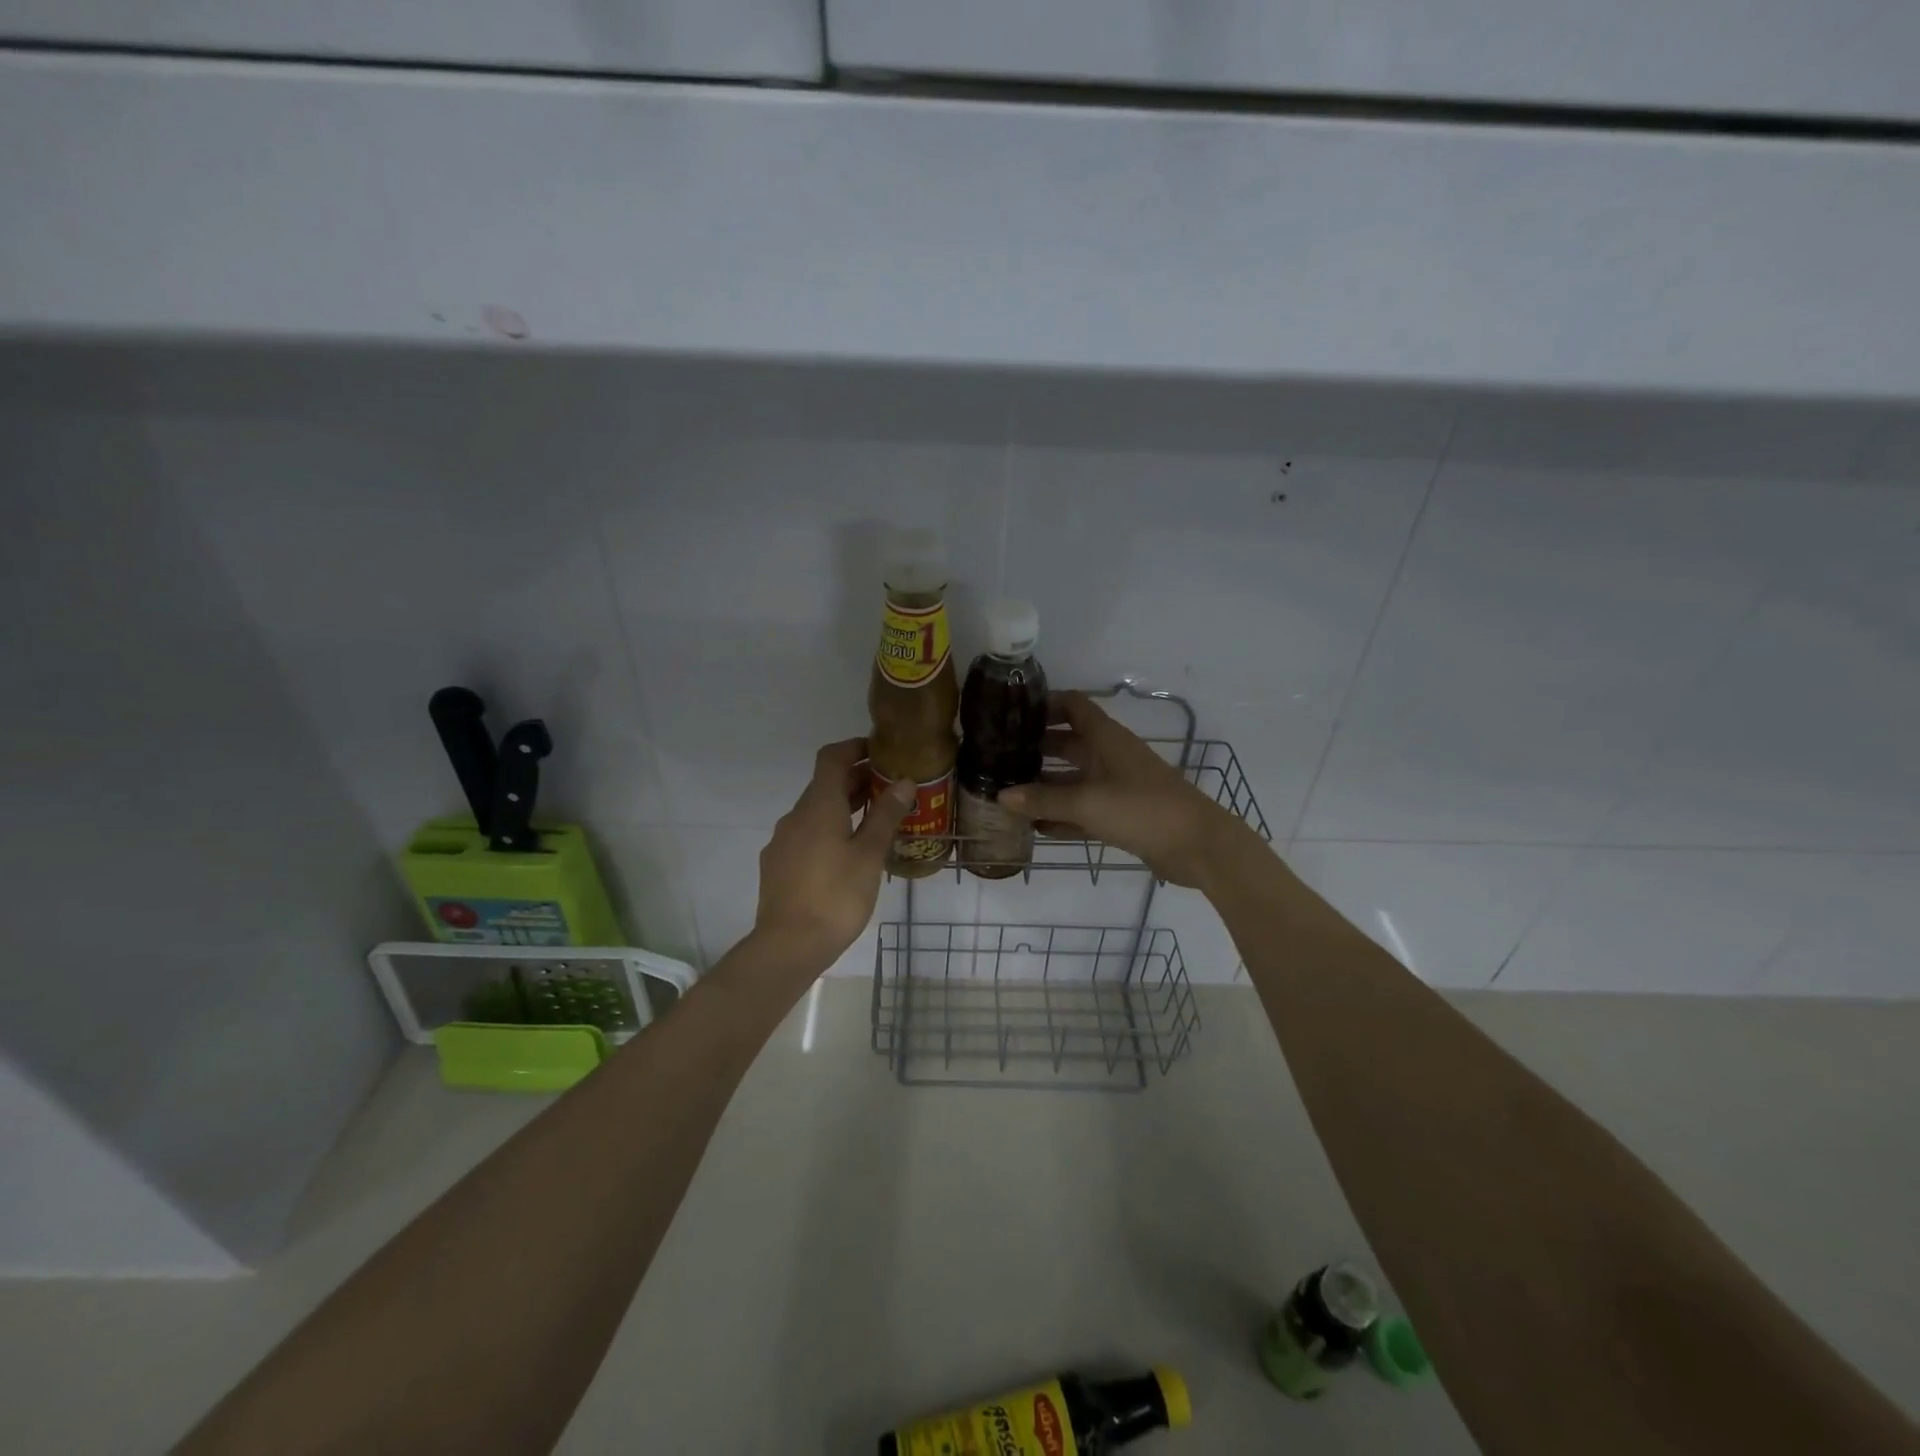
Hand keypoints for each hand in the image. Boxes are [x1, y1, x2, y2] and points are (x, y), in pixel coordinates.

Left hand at [752, 738, 914, 976]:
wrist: (788, 945)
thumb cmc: (836, 895)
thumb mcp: (869, 854)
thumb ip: (885, 815)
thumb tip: (903, 782)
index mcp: (818, 805)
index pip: (832, 758)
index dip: (855, 747)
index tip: (880, 751)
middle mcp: (796, 815)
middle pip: (825, 784)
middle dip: (857, 780)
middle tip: (891, 789)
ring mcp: (783, 841)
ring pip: (816, 811)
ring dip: (844, 807)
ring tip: (876, 821)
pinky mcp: (778, 864)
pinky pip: (807, 834)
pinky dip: (830, 830)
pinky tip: (849, 854)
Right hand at [999, 692, 1248, 888]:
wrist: (1198, 846)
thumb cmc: (1143, 810)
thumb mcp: (1088, 803)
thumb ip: (1043, 800)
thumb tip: (1000, 796)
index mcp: (1106, 738)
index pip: (1073, 706)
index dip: (1044, 704)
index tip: (1011, 712)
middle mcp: (1110, 756)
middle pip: (1068, 742)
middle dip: (1036, 747)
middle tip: (998, 756)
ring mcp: (1117, 786)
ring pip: (1073, 779)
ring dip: (1045, 784)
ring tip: (1007, 791)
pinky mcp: (1121, 815)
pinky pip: (1083, 809)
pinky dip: (1061, 814)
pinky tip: (1034, 825)